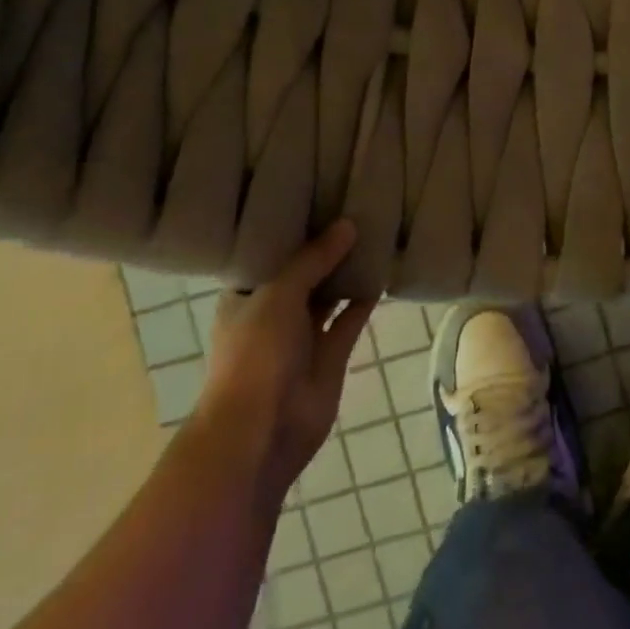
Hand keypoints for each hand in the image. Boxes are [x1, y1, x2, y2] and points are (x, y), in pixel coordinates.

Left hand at [193, 220, 375, 494]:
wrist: (262, 431)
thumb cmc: (255, 354)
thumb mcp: (279, 294)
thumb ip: (313, 259)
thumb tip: (348, 224)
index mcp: (246, 295)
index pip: (269, 254)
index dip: (291, 229)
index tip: (317, 196)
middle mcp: (273, 311)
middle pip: (303, 271)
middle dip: (325, 246)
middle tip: (355, 205)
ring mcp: (303, 335)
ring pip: (329, 294)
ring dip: (347, 270)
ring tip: (375, 230)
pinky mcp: (331, 354)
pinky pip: (350, 318)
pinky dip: (365, 298)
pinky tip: (383, 270)